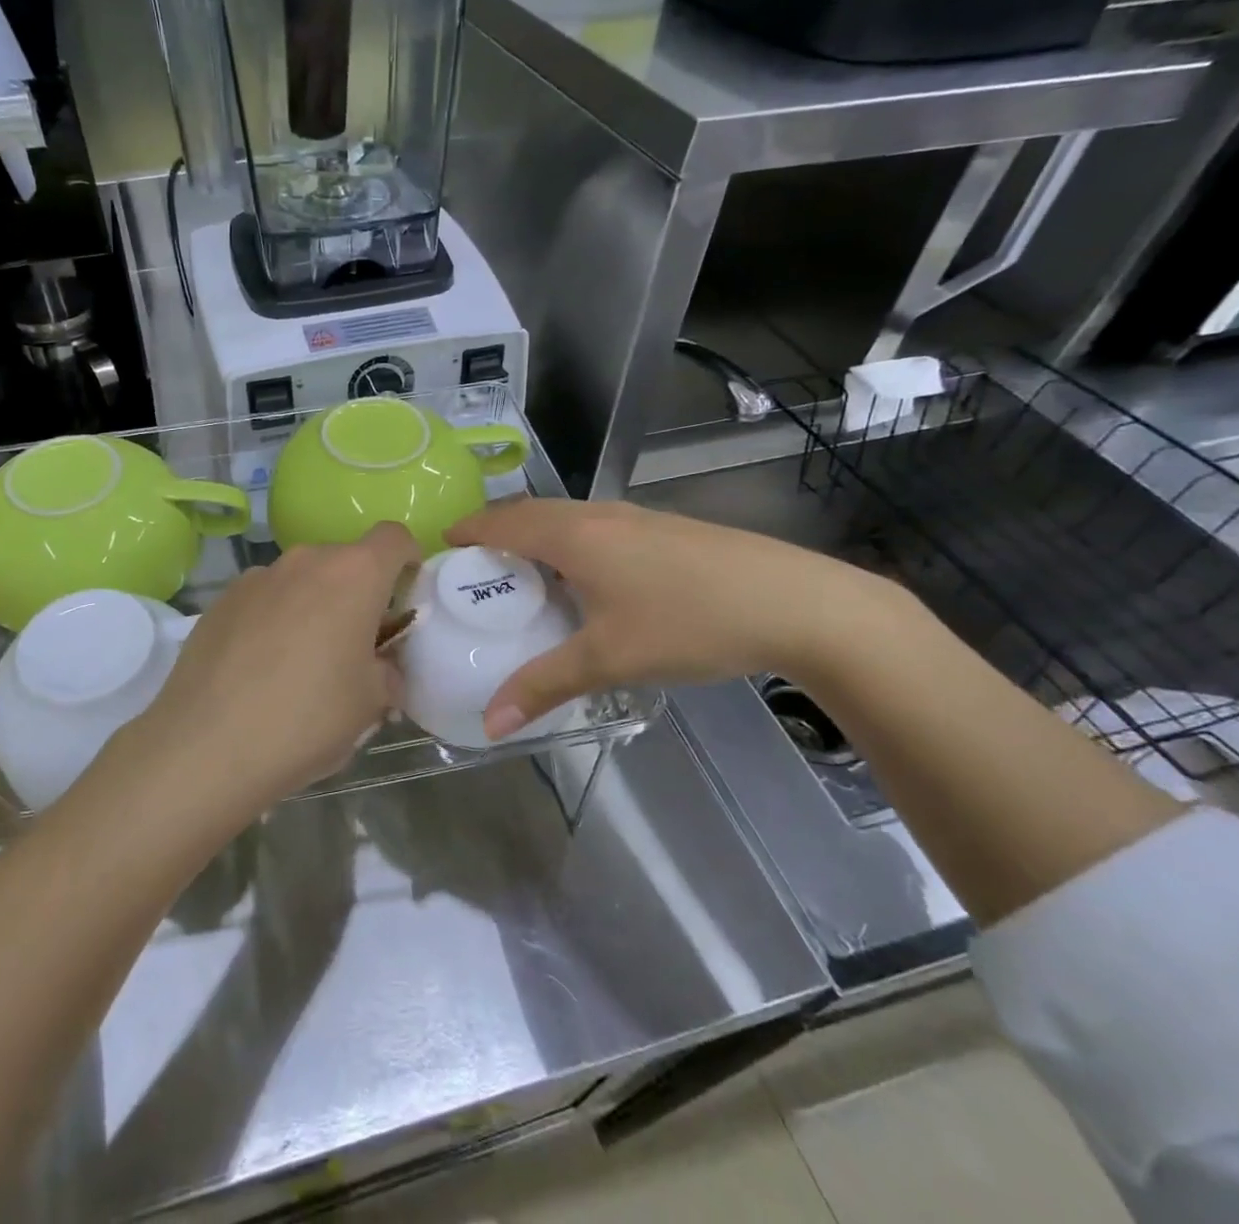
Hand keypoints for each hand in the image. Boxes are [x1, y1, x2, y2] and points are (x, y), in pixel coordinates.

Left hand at [115, 522, 421, 817]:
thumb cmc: (308, 719)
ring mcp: (257, 577)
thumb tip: (379, 667)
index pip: (395, 538)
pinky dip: (273, 618)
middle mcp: (305, 561)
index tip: (403, 597)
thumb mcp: (371, 704)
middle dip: (357, 593)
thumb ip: (387, 671)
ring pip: (301, 579)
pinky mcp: (221, 600)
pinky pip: (263, 598)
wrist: (207, 745)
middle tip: (353, 644)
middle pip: (345, 561)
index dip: (408, 560)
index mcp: (354, 575)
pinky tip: (258, 667)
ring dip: (312, 605)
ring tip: (300, 661)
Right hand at [446, 499, 894, 737]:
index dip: (468, 530)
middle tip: (475, 569)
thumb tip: (489, 725)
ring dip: (535, 537)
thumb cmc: (689, 623)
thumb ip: (543, 686)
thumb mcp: (609, 659)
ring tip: (522, 577)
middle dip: (496, 533)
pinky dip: (568, 544)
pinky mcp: (664, 529)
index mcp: (574, 535)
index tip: (441, 548)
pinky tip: (585, 581)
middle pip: (531, 512)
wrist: (798, 602)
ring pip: (567, 518)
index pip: (502, 521)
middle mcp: (599, 514)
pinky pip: (595, 527)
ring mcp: (636, 517)